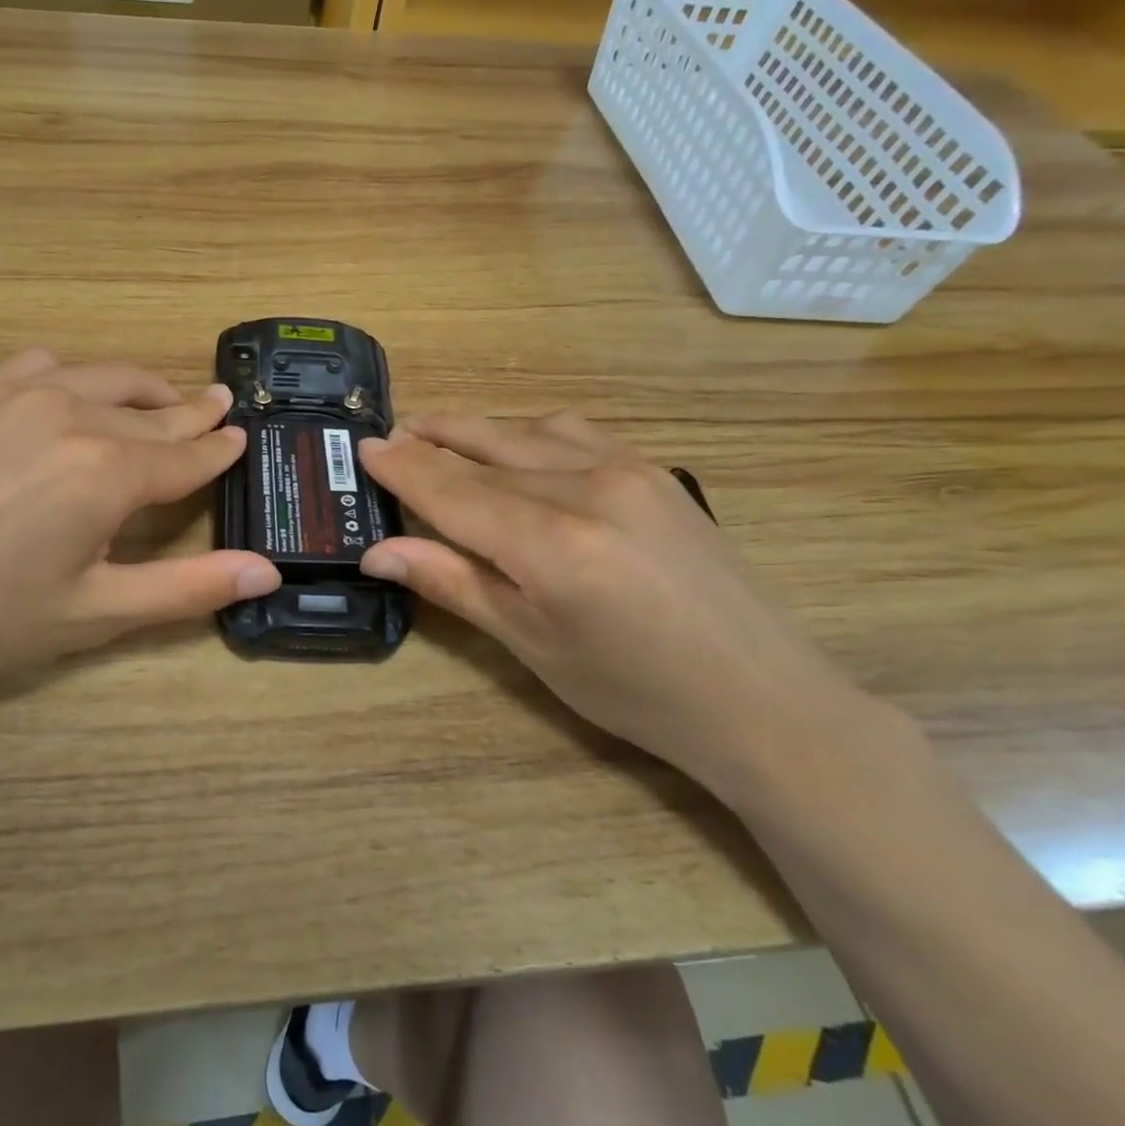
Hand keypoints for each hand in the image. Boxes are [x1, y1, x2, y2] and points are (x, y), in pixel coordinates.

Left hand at [0, 348, 279, 719]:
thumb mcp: (93, 613)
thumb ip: (187, 587)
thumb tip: (268, 571)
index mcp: (108, 471)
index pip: (185, 456)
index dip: (218, 450)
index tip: (241, 436)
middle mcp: (71, 414)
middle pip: (150, 411)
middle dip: (190, 412)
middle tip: (218, 406)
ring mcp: (14, 394)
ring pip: (102, 377)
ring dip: (140, 389)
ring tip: (159, 400)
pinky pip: (42, 365)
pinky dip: (76, 375)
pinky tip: (70, 392)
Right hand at [358, 412, 871, 796]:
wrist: (760, 696)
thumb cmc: (633, 690)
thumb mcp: (532, 644)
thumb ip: (455, 583)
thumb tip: (379, 552)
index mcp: (552, 542)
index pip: (454, 490)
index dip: (404, 468)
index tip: (364, 448)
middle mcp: (589, 488)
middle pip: (488, 448)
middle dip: (433, 437)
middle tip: (390, 434)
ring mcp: (631, 471)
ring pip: (531, 431)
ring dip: (478, 429)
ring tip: (438, 432)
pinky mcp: (656, 473)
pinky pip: (577, 434)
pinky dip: (529, 432)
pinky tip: (515, 444)